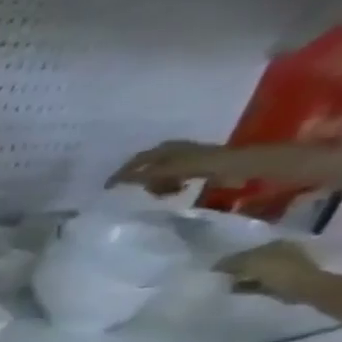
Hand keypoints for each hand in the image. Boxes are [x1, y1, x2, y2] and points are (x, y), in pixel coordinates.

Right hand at [109, 139, 229, 195]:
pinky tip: (179, 189)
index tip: (108, 187)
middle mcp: (170, 151)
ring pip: (159, 176)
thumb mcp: (164, 170)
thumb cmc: (197, 165)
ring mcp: (183, 159)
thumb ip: (140, 176)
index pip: (134, 162)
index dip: (120, 174)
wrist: (234, 165)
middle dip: (144, 182)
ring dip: (159, 186)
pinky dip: (171, 186)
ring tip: (167, 192)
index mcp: (162, 149)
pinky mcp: (193, 167)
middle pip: (146, 170)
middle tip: (147, 192)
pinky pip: (172, 179)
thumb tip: (117, 180)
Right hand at [217, 239, 326, 303]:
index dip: (232, 259)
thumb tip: (216, 266)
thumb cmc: (278, 270)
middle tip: (220, 276)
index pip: (247, 250)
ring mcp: (283, 267)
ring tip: (226, 285)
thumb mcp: (249, 262)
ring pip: (255, 272)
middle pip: (252, 261)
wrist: (304, 288)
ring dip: (241, 278)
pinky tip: (236, 290)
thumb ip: (230, 262)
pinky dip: (247, 286)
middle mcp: (281, 252)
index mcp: (275, 243)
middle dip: (237, 268)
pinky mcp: (283, 281)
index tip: (217, 269)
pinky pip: (259, 283)